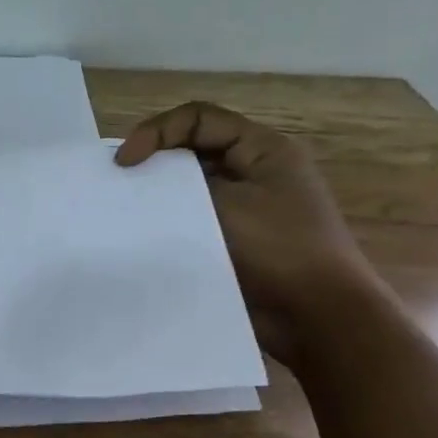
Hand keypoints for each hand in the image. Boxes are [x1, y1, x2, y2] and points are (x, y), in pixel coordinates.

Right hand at [114, 101, 384, 363]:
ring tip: (127, 213)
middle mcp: (256, 172)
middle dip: (154, 162)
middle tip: (120, 185)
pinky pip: (196, 220)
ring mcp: (248, 208)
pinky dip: (171, 223)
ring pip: (192, 188)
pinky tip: (147, 238)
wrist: (318, 319)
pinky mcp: (236, 241)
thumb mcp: (225, 205)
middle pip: (193, 150)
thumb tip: (140, 181)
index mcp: (264, 149)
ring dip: (160, 196)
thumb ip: (179, 185)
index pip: (198, 119)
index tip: (125, 163)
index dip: (156, 132)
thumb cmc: (278, 250)